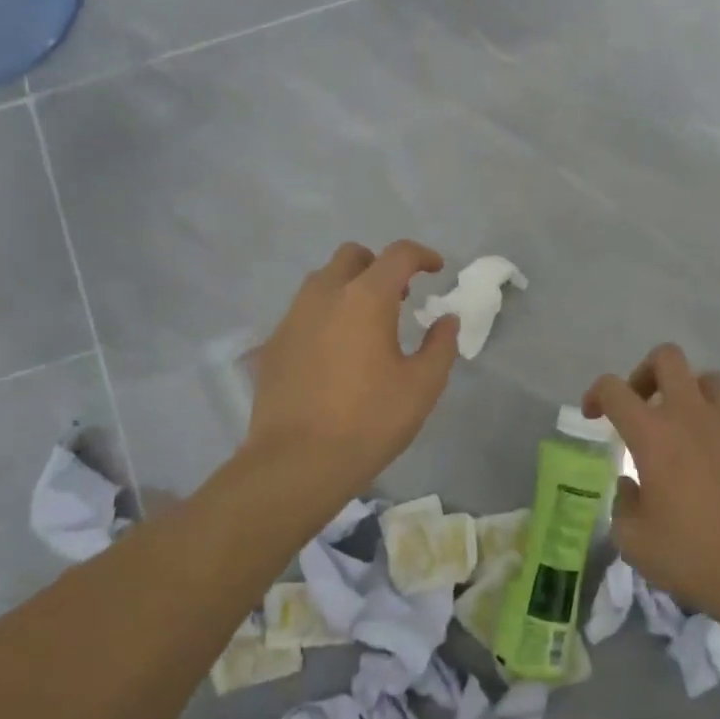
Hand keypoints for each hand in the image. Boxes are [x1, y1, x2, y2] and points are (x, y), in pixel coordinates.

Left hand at [245, 241, 459, 501]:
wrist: (296, 463)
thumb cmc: (369, 421)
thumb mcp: (422, 386)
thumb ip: (441, 345)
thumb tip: (447, 320)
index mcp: (366, 298)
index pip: (398, 255)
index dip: (422, 256)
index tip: (436, 270)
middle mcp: (325, 295)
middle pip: (353, 256)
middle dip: (379, 266)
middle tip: (399, 297)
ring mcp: (292, 317)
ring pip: (322, 281)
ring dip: (348, 288)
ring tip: (365, 324)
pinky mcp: (272, 344)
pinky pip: (303, 313)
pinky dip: (324, 316)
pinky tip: (334, 353)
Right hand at [583, 345, 719, 623]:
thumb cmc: (693, 557)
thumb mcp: (634, 541)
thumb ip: (623, 504)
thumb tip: (632, 486)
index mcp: (653, 435)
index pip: (614, 388)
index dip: (596, 394)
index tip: (594, 415)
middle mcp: (692, 417)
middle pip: (667, 357)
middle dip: (646, 372)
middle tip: (641, 406)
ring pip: (709, 380)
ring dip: (689, 394)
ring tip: (682, 430)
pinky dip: (718, 434)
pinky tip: (717, 473)